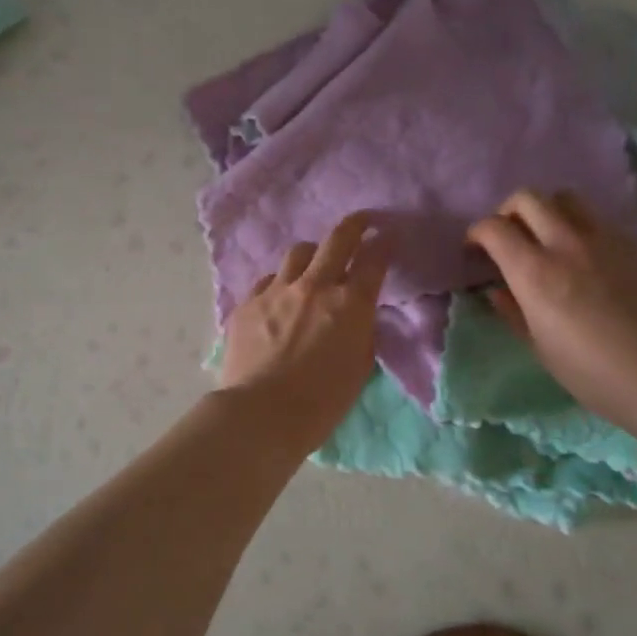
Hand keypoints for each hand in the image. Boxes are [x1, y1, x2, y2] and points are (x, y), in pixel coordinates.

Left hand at [220, 212, 388, 450]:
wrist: (262, 413)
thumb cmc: (322, 402)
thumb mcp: (359, 367)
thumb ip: (361, 332)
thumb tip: (358, 314)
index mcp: (350, 303)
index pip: (374, 260)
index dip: (384, 245)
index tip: (387, 238)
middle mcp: (315, 286)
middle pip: (338, 239)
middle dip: (355, 225)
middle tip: (361, 222)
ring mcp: (277, 290)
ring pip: (299, 253)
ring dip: (312, 255)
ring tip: (314, 267)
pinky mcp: (248, 302)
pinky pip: (269, 280)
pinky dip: (280, 284)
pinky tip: (279, 300)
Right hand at [467, 189, 636, 430]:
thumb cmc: (588, 370)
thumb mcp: (537, 345)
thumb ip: (512, 310)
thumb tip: (498, 290)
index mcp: (534, 272)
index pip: (493, 228)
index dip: (477, 233)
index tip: (476, 249)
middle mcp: (565, 244)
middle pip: (527, 198)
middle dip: (509, 212)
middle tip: (509, 236)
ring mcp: (603, 240)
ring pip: (566, 198)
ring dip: (547, 211)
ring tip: (547, 236)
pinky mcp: (632, 245)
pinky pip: (598, 221)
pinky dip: (581, 228)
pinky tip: (585, 257)